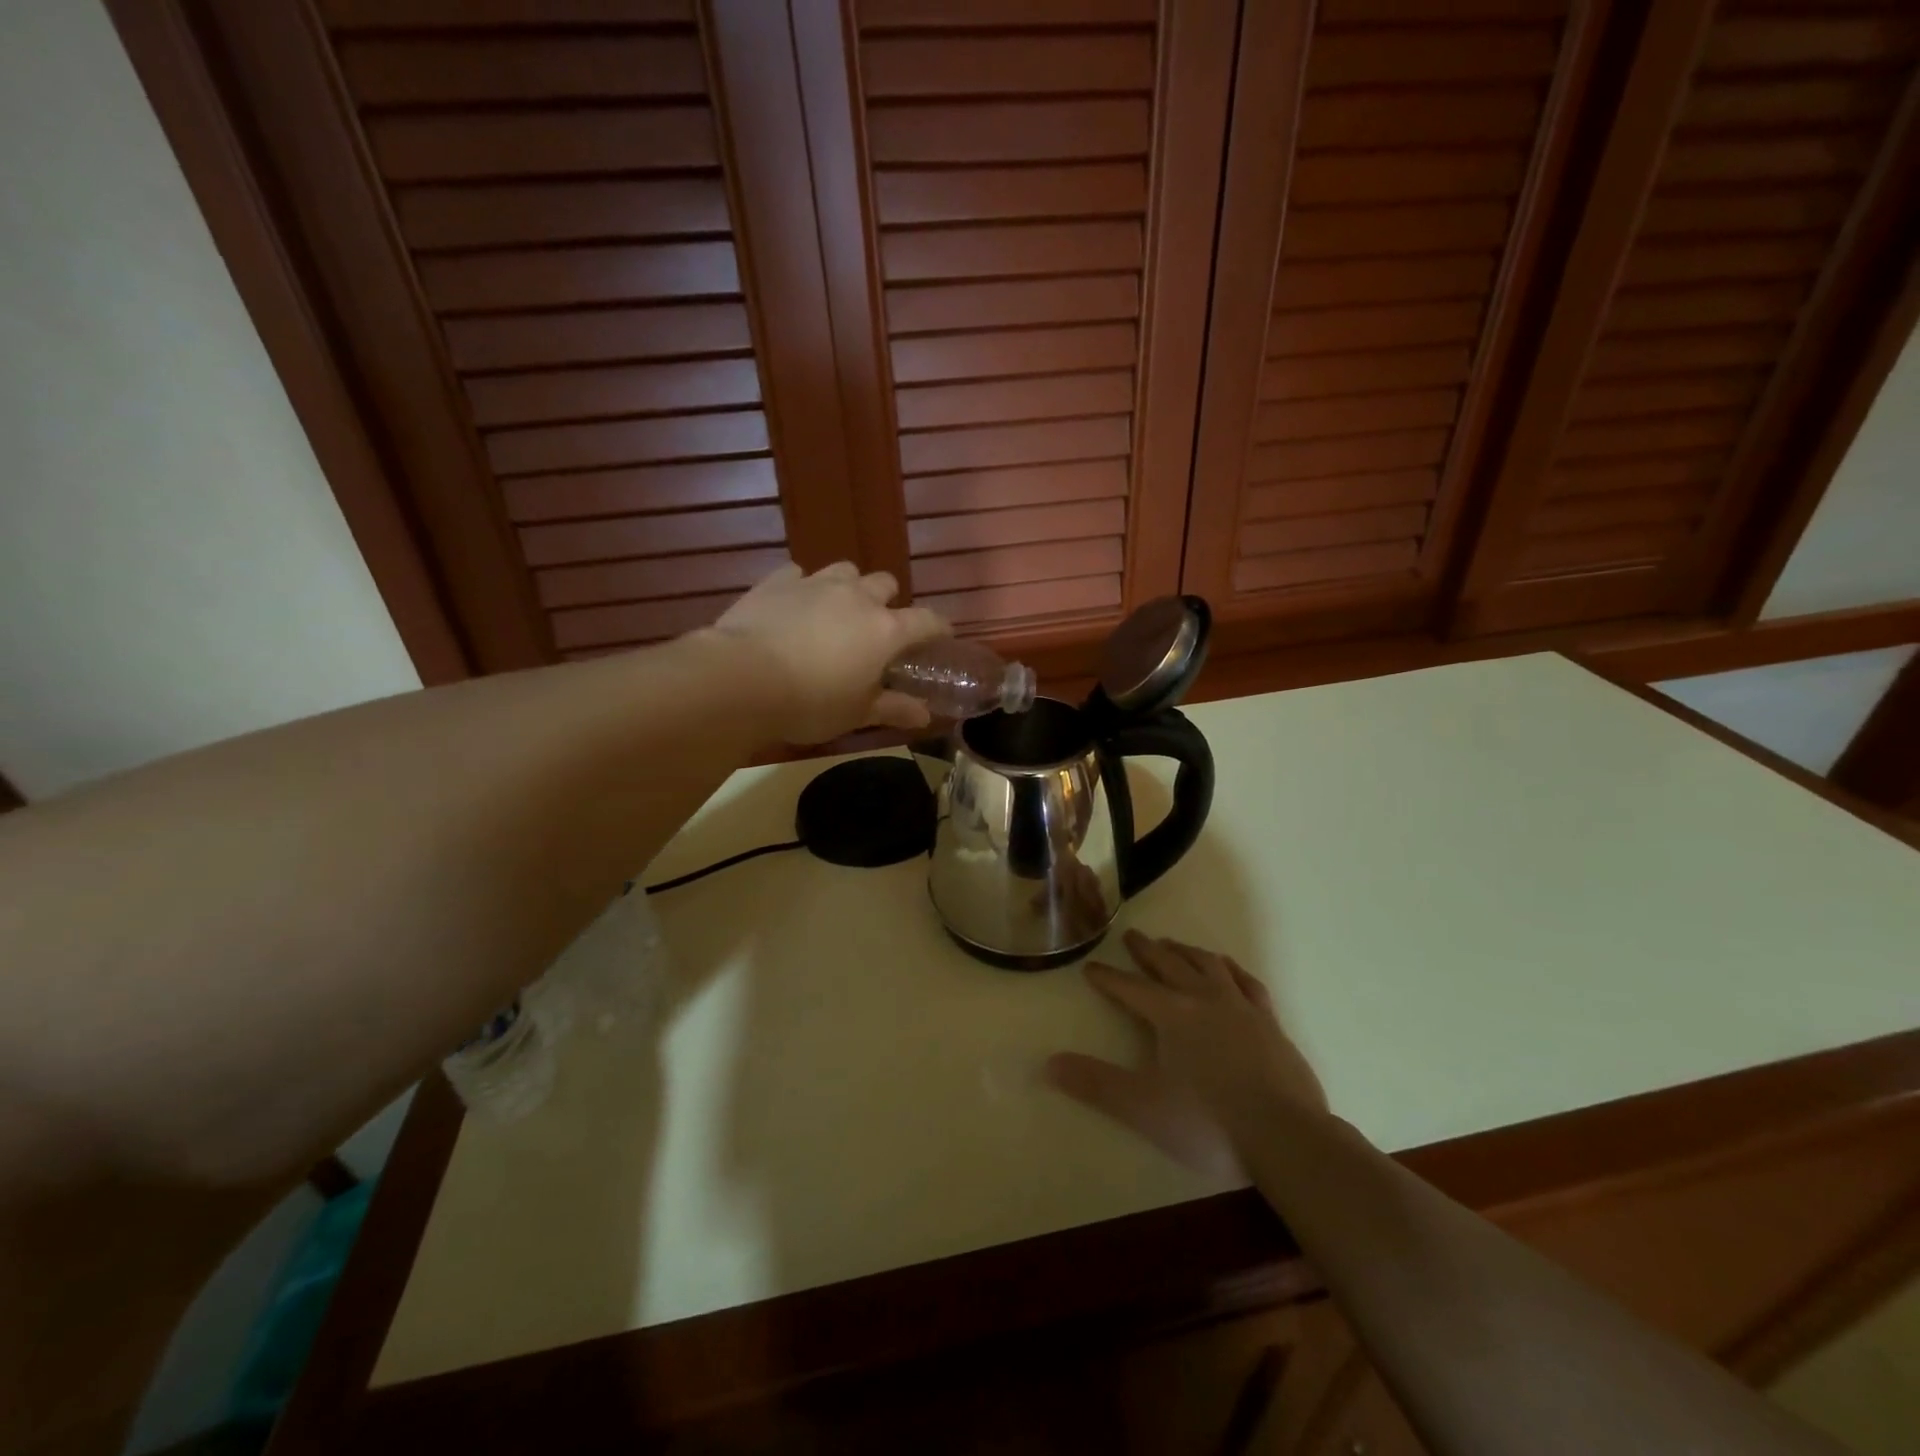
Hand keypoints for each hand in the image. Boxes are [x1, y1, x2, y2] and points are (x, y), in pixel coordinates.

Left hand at [708, 561, 949, 743]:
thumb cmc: (810, 703)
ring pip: (845, 570)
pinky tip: (793, 605)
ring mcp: (816, 584)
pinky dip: (802, 587)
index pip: (927, 621)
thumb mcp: (856, 714)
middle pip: (885, 584)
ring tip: (836, 610)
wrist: (743, 679)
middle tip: (876, 628)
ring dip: (848, 586)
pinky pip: (798, 574)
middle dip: (887, 601)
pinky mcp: (778, 581)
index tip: (941, 636)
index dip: (939, 627)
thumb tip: (924, 715)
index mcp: (885, 631)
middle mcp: (857, 598)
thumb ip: (893, 708)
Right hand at [1045, 930, 1326, 1179]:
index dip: (1108, 978)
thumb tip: (1048, 1063)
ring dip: (1187, 952)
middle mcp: (1205, 999)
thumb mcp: (1142, 1106)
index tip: (1090, 967)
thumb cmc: (1208, 1123)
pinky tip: (1228, 969)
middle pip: (1170, 965)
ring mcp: (1242, 1008)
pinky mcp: (1270, 1024)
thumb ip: (1095, 1083)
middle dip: (1147, 951)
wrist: (1287, 1138)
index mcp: (1172, 1014)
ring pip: (1209, 965)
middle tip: (1132, 936)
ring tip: (1174, 945)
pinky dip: (1232, 970)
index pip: (1130, 988)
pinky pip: (1247, 983)